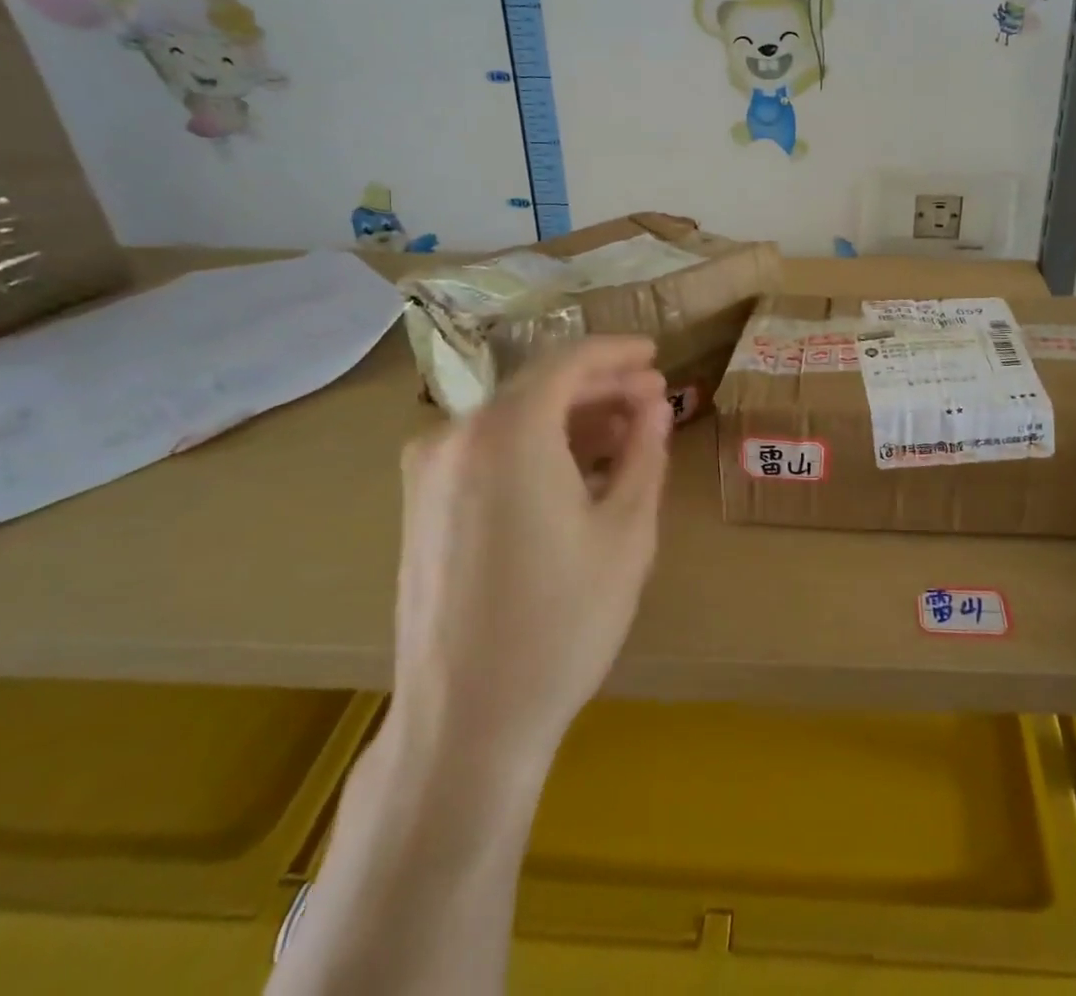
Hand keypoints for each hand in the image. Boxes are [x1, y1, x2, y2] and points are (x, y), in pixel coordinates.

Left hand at [391, 337, 672, 778]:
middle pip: (538, 387)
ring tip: (624, 434)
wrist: (465, 723)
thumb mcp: (627, 531)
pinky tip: (575, 471)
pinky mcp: (420, 507)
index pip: (568, 362)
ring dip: (570, 418)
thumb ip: (644, 451)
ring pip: (512, 418)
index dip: (617, 352)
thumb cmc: (562, 622)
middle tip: (652, 398)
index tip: (655, 354)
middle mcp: (456, 436)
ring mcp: (428, 473)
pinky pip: (487, 451)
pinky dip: (535, 446)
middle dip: (600, 386)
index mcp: (508, 432)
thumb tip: (654, 405)